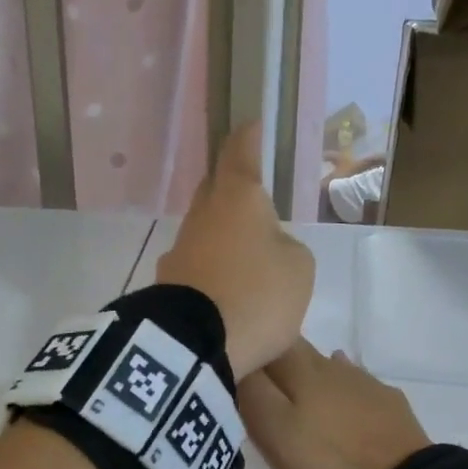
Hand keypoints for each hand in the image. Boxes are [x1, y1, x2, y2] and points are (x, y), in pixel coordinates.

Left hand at [156, 122, 314, 378]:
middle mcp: (203, 216)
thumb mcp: (298, 269)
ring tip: (246, 254)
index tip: (252, 124)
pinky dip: (212, 270)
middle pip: (215, 189)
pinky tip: (225, 289)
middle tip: (252, 195)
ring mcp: (180, 249)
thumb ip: (287, 248)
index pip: (240, 153)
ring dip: (223, 235)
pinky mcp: (168, 283)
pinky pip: (197, 265)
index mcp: (238, 199)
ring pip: (205, 230)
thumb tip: (268, 249)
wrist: (194, 344)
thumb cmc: (257, 294)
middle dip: (231, 186)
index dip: (248, 137)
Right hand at [238, 341, 430, 468]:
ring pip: (325, 366)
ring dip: (306, 375)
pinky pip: (355, 385)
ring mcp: (364, 382)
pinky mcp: (387, 404)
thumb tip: (241, 361)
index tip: (233, 370)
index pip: (264, 343)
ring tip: (294, 395)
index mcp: (300, 369)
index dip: (248, 351)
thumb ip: (253, 392)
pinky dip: (339, 390)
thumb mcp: (275, 433)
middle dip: (275, 361)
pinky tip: (338, 400)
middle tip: (259, 387)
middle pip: (295, 350)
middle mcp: (331, 365)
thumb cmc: (328, 464)